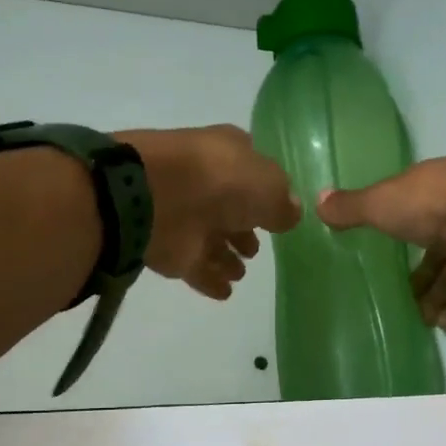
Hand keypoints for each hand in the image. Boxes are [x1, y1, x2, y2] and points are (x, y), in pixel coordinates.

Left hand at [120, 126, 300, 299]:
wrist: (154, 198)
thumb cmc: (219, 181)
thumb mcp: (269, 186)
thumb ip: (284, 203)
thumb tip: (291, 213)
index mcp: (228, 153)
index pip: (251, 168)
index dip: (265, 188)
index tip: (278, 210)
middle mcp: (207, 182)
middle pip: (231, 208)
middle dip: (242, 228)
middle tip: (254, 250)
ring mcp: (187, 215)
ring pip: (211, 238)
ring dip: (225, 257)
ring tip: (239, 273)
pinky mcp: (172, 248)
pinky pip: (197, 266)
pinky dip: (210, 278)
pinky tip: (225, 292)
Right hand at [317, 156, 445, 328]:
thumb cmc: (434, 204)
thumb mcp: (383, 202)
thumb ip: (353, 207)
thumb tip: (317, 202)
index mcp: (443, 188)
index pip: (422, 206)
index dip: (405, 222)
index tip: (387, 241)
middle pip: (441, 246)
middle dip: (423, 269)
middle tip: (401, 291)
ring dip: (438, 295)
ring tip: (416, 316)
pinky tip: (439, 327)